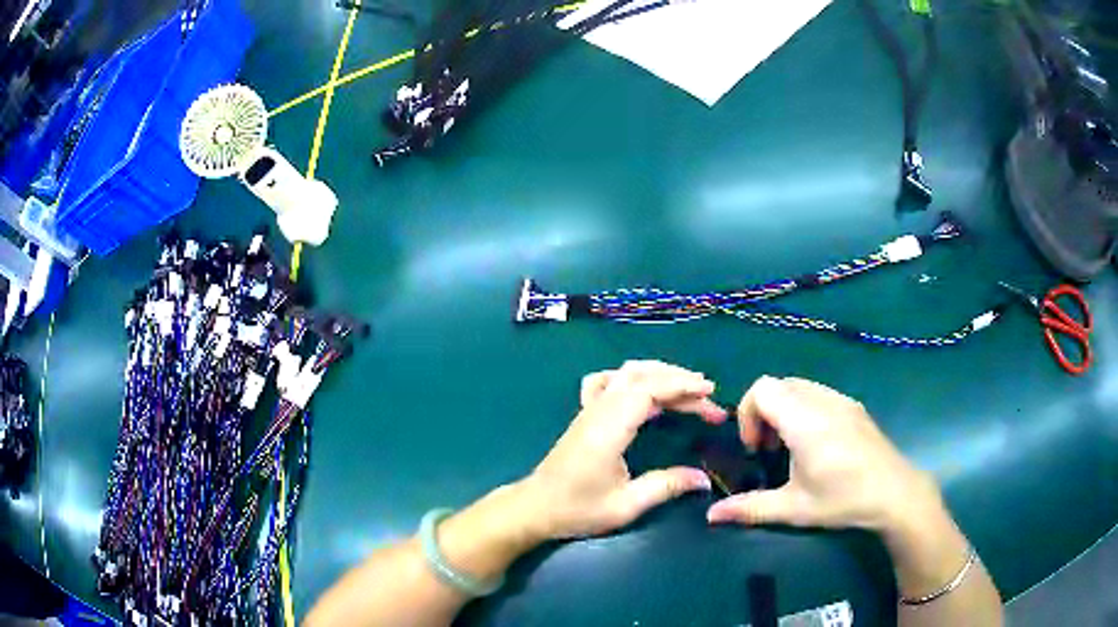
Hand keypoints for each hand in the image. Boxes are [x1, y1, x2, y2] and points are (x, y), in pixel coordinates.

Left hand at [520, 361, 727, 539]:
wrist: (535, 507)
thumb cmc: (577, 509)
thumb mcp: (625, 505)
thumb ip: (665, 487)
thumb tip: (704, 479)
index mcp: (609, 428)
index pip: (649, 389)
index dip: (682, 385)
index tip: (710, 392)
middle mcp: (598, 410)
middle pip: (642, 377)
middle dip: (679, 381)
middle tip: (708, 400)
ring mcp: (589, 408)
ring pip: (625, 373)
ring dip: (658, 374)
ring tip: (686, 387)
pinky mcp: (585, 413)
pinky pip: (607, 381)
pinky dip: (631, 377)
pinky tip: (643, 387)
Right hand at [707, 376, 938, 532]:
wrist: (895, 493)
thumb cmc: (843, 501)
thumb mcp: (794, 509)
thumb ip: (750, 508)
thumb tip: (711, 516)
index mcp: (805, 422)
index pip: (763, 388)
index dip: (748, 413)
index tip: (755, 448)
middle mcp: (823, 401)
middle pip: (779, 384)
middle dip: (764, 412)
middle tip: (769, 449)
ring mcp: (842, 400)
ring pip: (800, 386)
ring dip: (785, 409)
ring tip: (791, 447)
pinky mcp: (855, 406)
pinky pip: (819, 393)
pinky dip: (805, 409)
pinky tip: (816, 444)